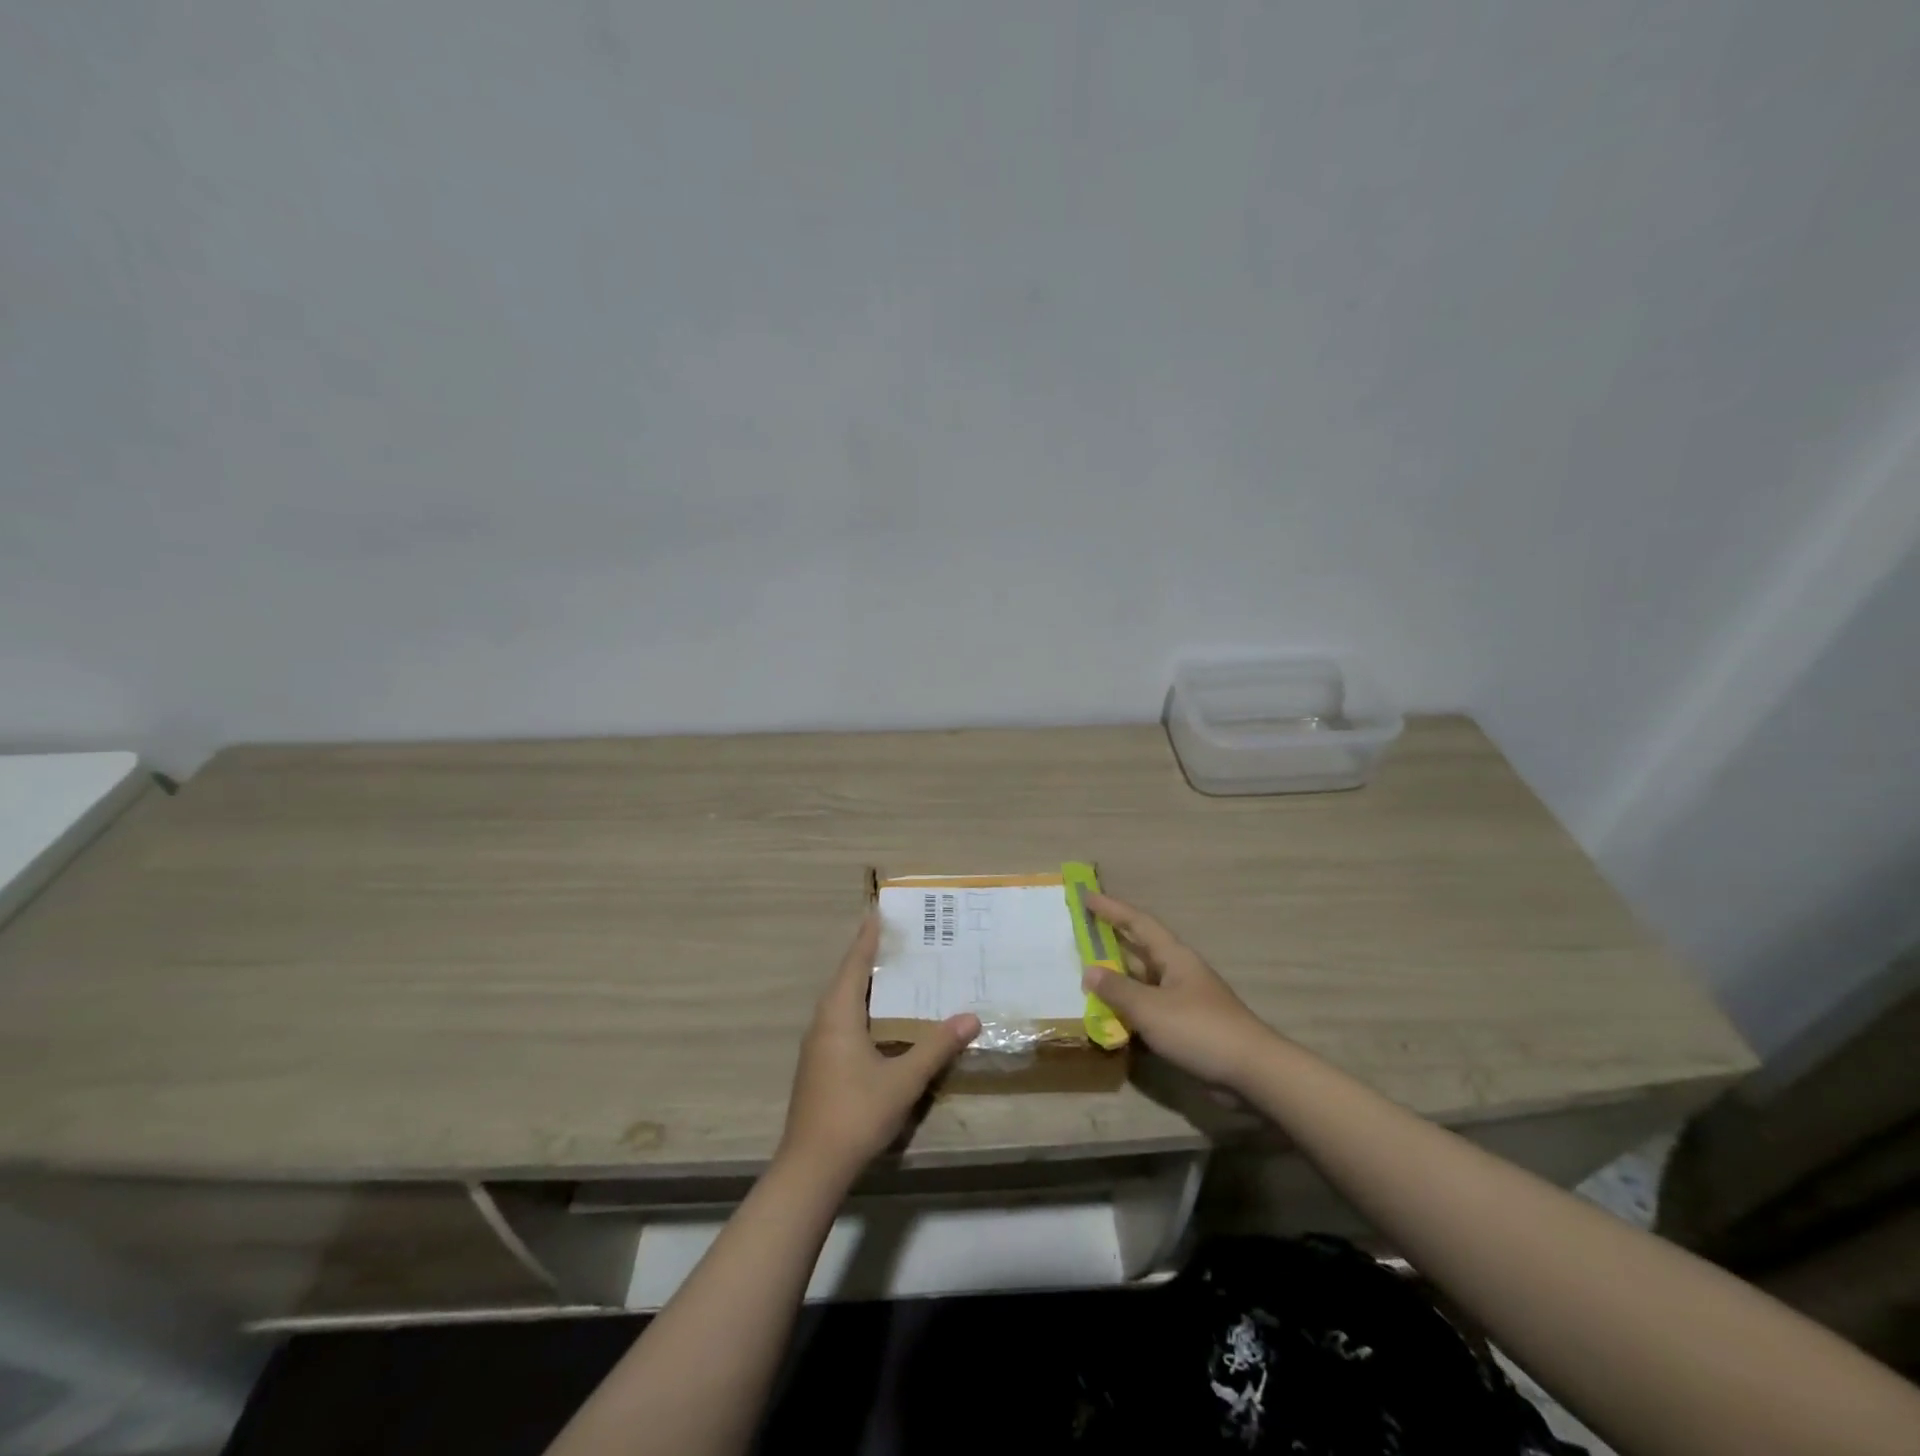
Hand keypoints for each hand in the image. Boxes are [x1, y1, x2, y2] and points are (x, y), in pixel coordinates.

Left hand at [779, 916, 980, 1182]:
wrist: (812, 1167)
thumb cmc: (856, 1113)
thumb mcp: (903, 1079)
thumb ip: (937, 1046)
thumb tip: (971, 1017)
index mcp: (839, 1015)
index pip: (855, 964)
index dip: (868, 937)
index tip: (878, 911)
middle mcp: (824, 1022)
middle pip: (846, 978)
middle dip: (868, 955)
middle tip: (896, 937)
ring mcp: (818, 1045)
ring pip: (842, 1001)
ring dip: (864, 982)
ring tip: (892, 970)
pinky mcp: (819, 1065)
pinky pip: (842, 1020)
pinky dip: (861, 1006)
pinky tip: (881, 1018)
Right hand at [1081, 892, 1273, 1088]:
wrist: (1251, 1071)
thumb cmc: (1199, 1029)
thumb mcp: (1151, 1008)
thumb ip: (1117, 989)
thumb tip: (1089, 971)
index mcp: (1173, 956)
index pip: (1137, 923)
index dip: (1111, 909)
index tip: (1086, 896)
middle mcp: (1177, 971)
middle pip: (1139, 950)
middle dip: (1110, 941)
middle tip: (1080, 934)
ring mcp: (1183, 999)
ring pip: (1142, 981)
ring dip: (1116, 978)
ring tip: (1085, 975)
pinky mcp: (1185, 1025)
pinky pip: (1149, 1007)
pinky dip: (1128, 1008)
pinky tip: (1109, 1016)